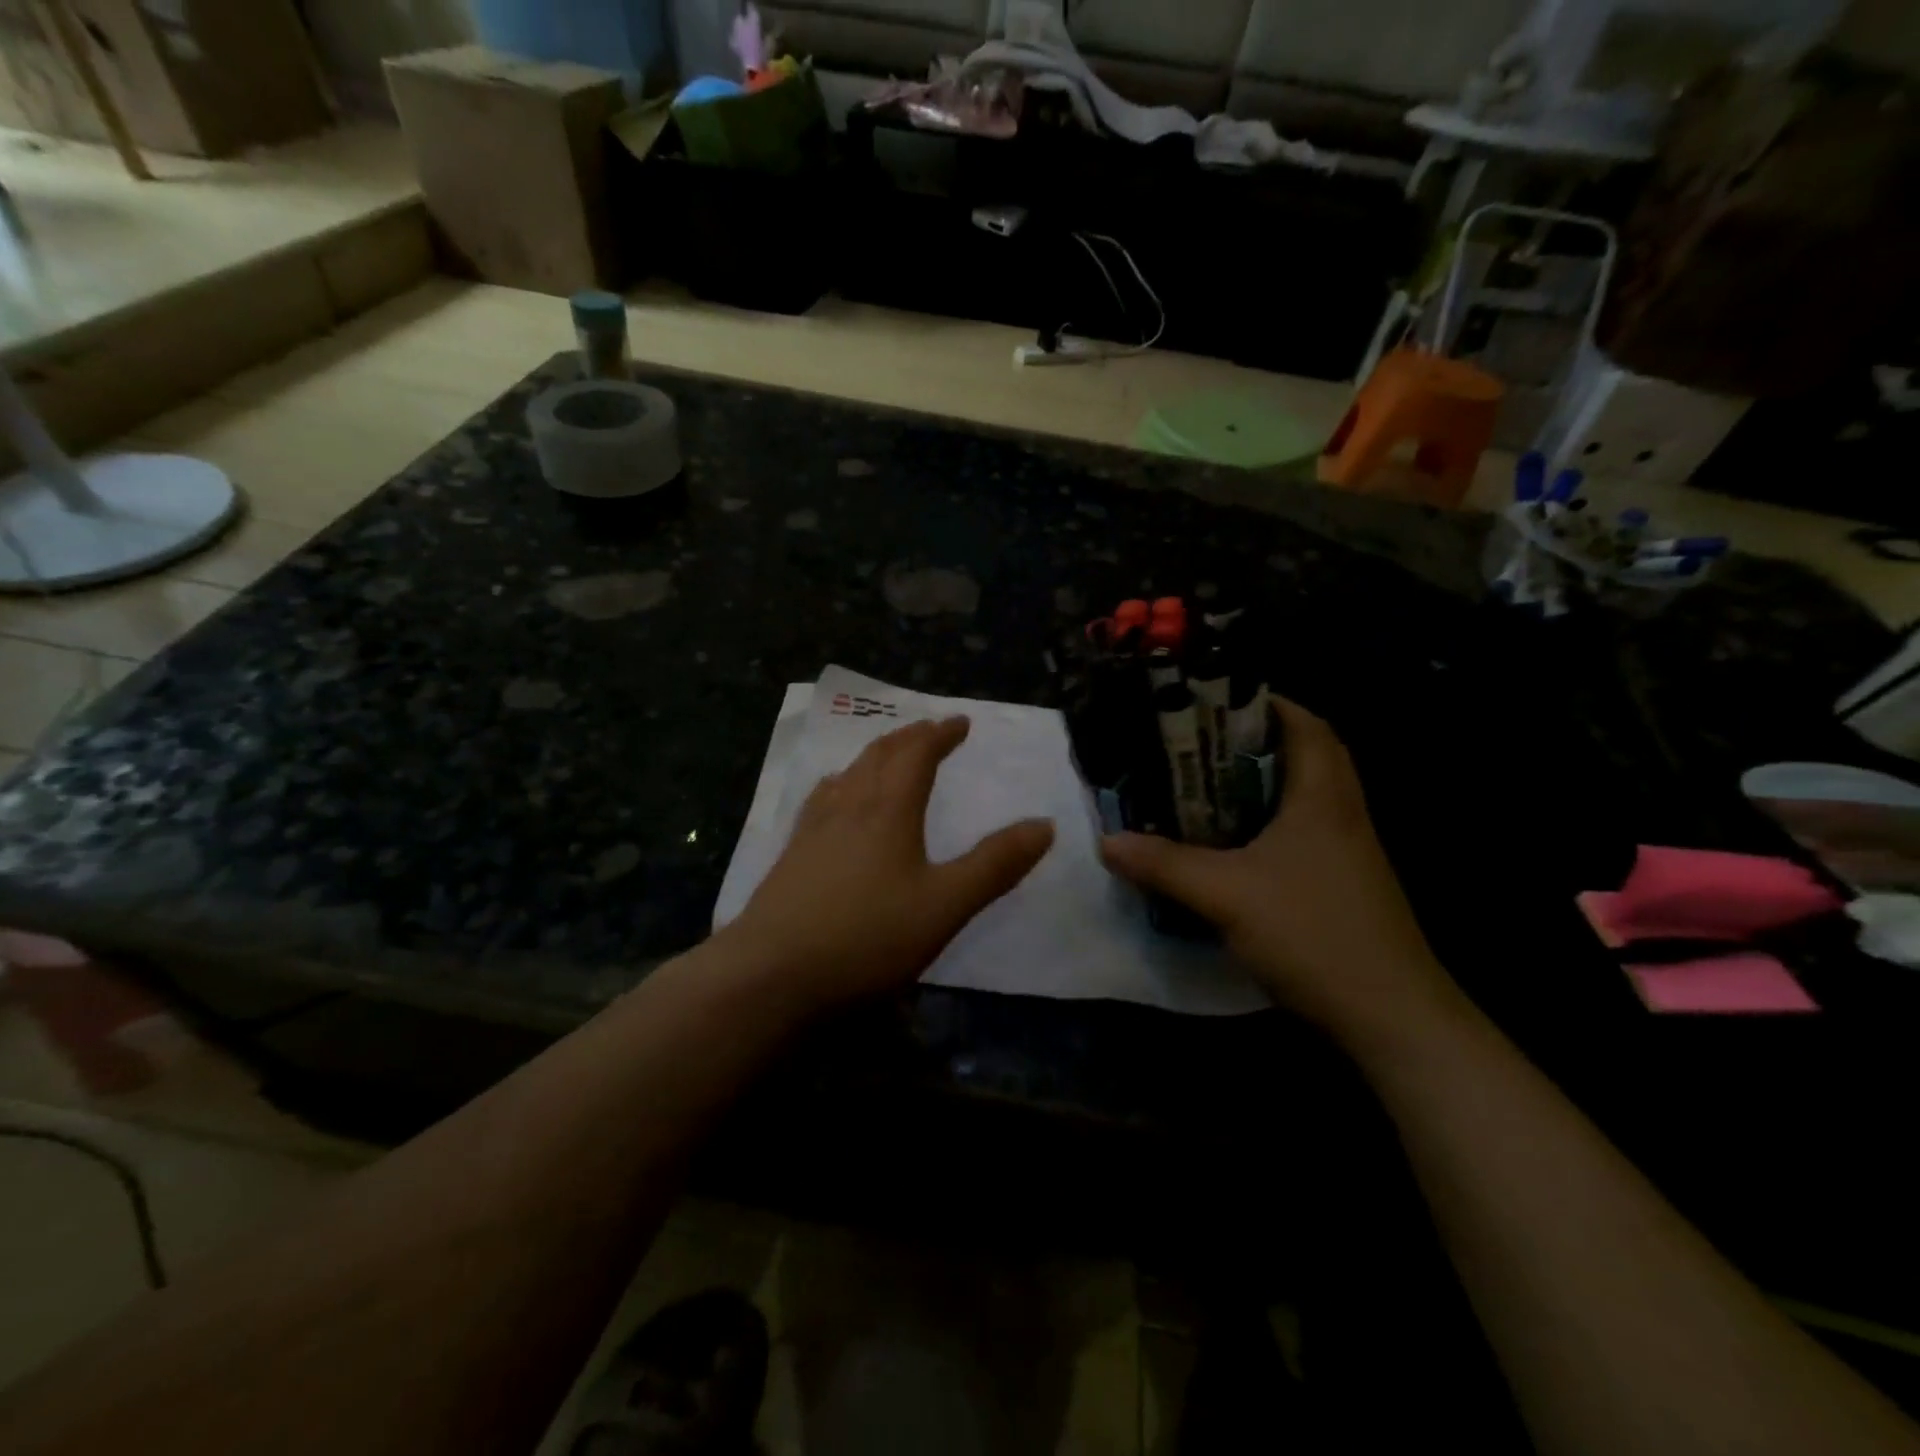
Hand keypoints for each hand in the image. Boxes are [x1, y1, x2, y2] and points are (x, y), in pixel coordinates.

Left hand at [725, 716, 1054, 1012]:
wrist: (771, 974)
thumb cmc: (867, 937)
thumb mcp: (945, 905)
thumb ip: (995, 865)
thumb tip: (1044, 825)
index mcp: (888, 809)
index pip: (917, 754)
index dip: (940, 734)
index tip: (960, 722)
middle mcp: (849, 806)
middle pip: (880, 756)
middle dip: (909, 738)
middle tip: (929, 730)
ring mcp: (813, 829)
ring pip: (848, 773)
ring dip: (875, 756)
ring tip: (888, 755)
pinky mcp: (791, 855)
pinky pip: (822, 798)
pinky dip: (842, 783)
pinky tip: (835, 798)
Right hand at [1100, 697, 1457, 1040]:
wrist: (1390, 1016)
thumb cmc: (1313, 932)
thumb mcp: (1226, 894)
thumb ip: (1164, 864)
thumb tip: (1107, 841)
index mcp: (1323, 795)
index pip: (1306, 725)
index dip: (1265, 703)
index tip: (1213, 702)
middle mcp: (1342, 812)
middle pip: (1305, 755)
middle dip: (1252, 742)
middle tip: (1196, 744)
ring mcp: (1347, 851)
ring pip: (1302, 796)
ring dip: (1258, 784)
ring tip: (1201, 786)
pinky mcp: (1342, 883)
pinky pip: (1300, 832)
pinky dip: (1266, 824)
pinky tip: (1229, 844)